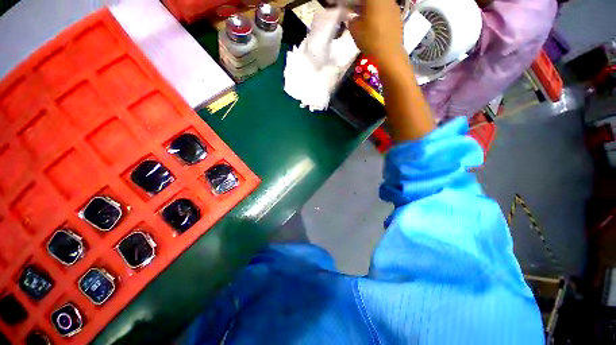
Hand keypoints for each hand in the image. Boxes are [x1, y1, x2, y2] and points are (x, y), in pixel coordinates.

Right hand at [348, 0, 405, 64]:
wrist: (389, 53)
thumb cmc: (371, 40)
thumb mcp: (355, 32)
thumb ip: (352, 21)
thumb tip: (352, 19)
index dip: (355, 3)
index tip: (351, 7)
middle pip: (372, 0)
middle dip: (364, 4)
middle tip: (357, 12)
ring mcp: (394, 6)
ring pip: (380, 3)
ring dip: (372, 8)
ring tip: (366, 20)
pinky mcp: (398, 16)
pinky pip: (386, 9)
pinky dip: (380, 14)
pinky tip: (376, 26)